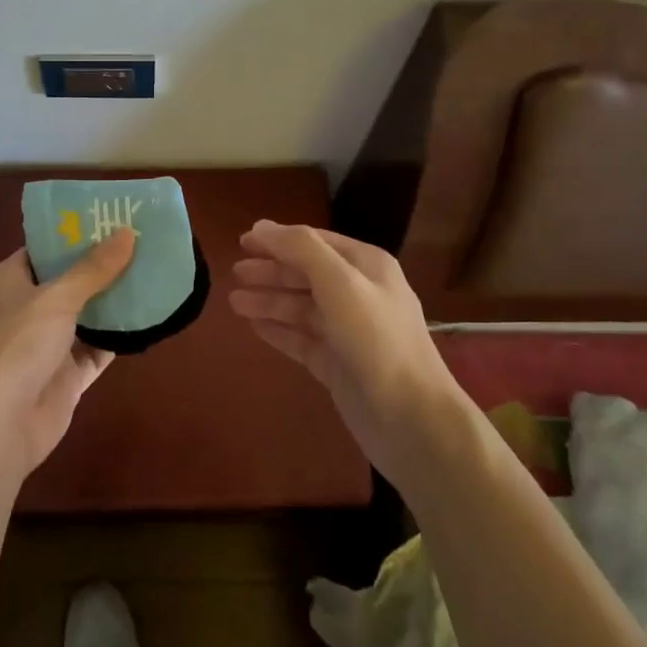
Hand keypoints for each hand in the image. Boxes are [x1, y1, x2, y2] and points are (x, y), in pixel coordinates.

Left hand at [0, 230, 135, 477]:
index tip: (111, 218)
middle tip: (142, 242)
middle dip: (102, 265)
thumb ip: (94, 268)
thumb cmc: (16, 345)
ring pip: (86, 315)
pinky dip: (119, 337)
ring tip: (153, 272)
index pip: (44, 248)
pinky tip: (149, 318)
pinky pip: (97, 349)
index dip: (75, 234)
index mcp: (9, 281)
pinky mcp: (65, 377)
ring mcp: (46, 345)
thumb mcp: (56, 297)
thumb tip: (127, 233)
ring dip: (114, 300)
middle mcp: (26, 309)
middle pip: (68, 280)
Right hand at [229, 221, 458, 486]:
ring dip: (269, 300)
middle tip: (235, 272)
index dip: (279, 240)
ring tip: (234, 301)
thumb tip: (261, 226)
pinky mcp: (338, 364)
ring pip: (300, 308)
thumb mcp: (340, 283)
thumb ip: (301, 249)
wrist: (411, 420)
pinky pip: (301, 339)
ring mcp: (347, 332)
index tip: (243, 241)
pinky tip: (253, 327)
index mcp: (366, 267)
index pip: (315, 242)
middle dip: (271, 271)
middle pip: (305, 274)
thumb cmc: (376, 341)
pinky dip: (278, 330)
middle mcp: (358, 294)